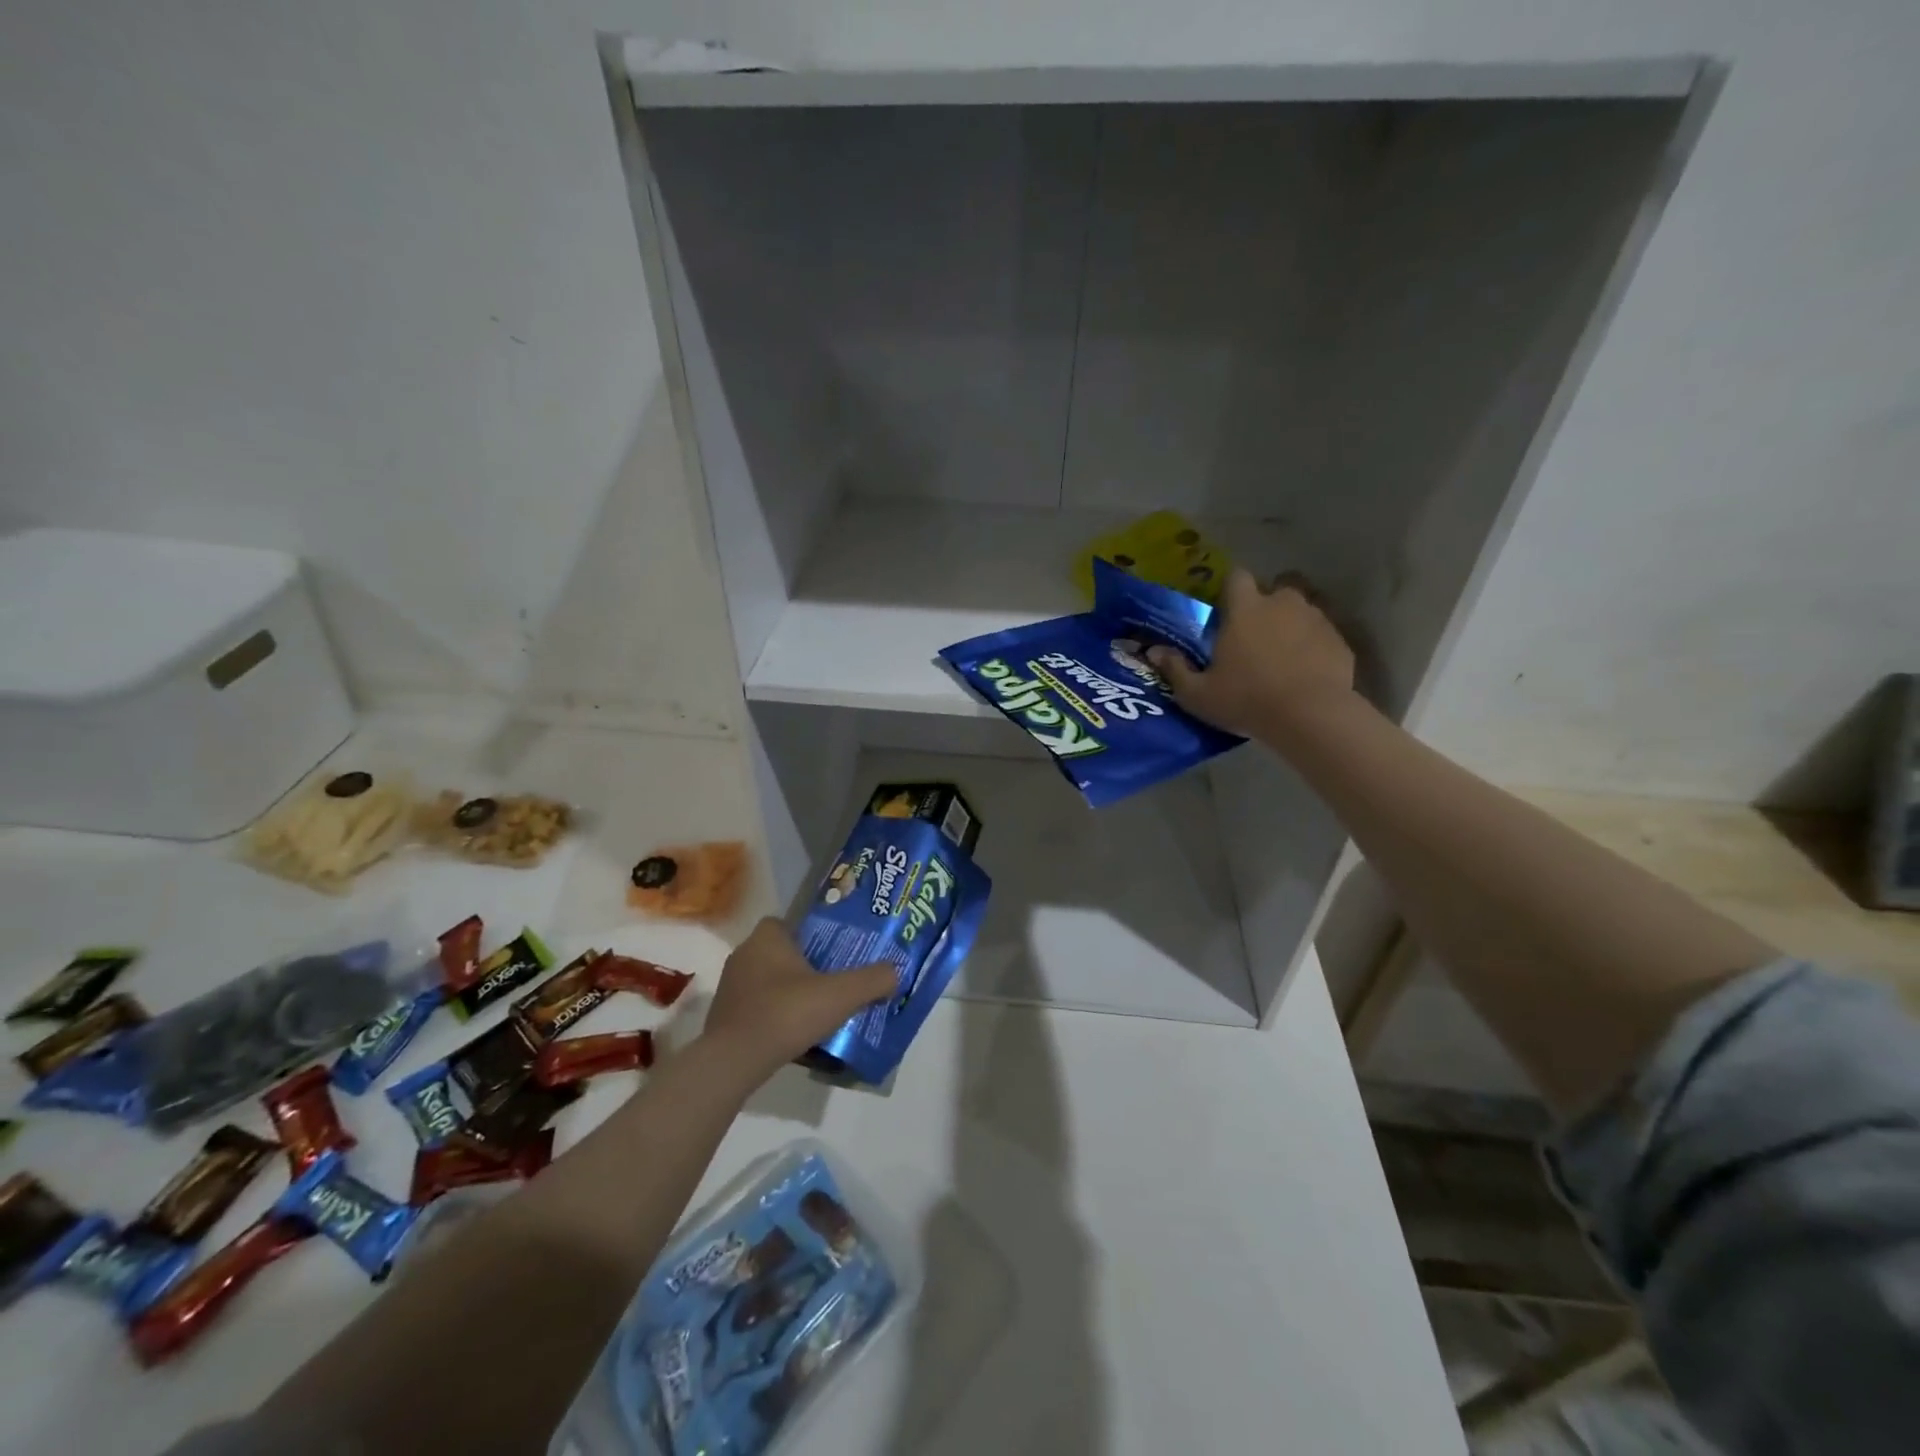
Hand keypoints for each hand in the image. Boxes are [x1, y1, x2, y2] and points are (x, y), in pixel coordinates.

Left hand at [700, 919, 896, 1076]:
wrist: (734, 1061)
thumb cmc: (787, 1013)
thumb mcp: (840, 995)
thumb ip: (872, 980)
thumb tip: (896, 972)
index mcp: (767, 938)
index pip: (785, 923)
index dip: (807, 935)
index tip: (829, 953)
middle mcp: (744, 955)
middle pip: (778, 953)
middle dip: (801, 965)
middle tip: (829, 981)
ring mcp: (730, 987)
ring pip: (766, 981)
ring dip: (786, 992)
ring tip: (814, 1010)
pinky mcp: (724, 1017)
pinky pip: (756, 1007)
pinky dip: (773, 1016)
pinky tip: (793, 1034)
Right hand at [1147, 567, 1355, 738]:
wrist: (1311, 716)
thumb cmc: (1246, 699)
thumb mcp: (1198, 694)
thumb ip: (1175, 669)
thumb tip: (1153, 651)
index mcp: (1245, 608)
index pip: (1236, 576)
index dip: (1230, 589)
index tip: (1224, 609)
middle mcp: (1282, 603)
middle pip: (1274, 590)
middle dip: (1265, 607)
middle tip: (1253, 637)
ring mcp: (1316, 619)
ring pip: (1301, 612)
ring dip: (1290, 626)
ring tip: (1281, 657)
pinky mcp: (1340, 641)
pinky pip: (1322, 636)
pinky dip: (1313, 648)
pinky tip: (1304, 673)